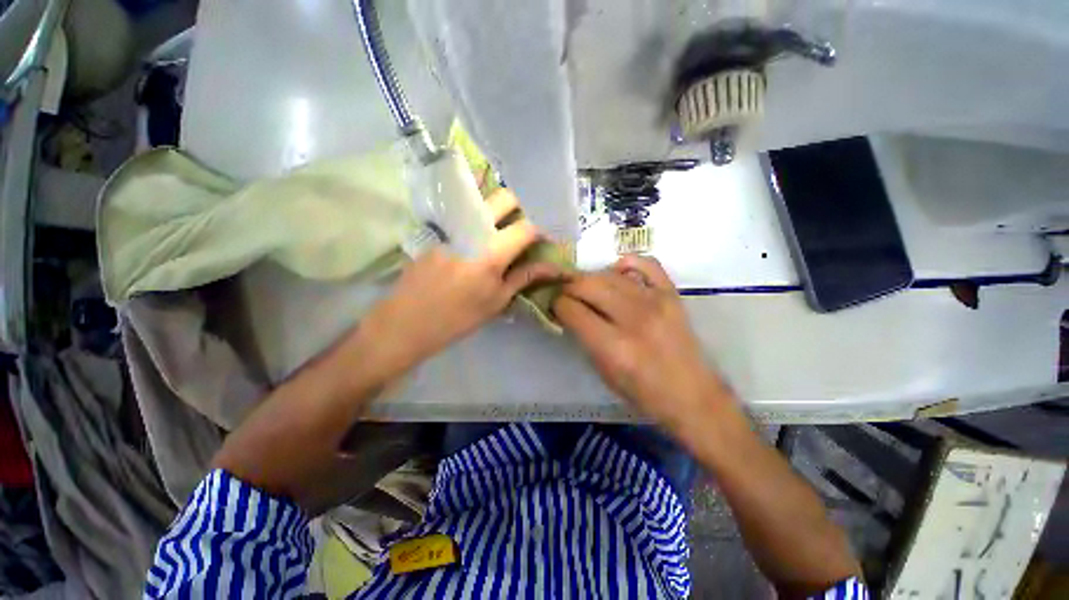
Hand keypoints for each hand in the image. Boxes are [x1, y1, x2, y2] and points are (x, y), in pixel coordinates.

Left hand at [359, 189, 562, 374]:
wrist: (406, 322)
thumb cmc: (458, 318)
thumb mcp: (497, 301)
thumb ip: (525, 277)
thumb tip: (554, 267)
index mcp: (490, 251)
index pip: (526, 226)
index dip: (543, 229)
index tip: (549, 238)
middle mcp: (471, 230)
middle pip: (503, 198)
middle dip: (522, 206)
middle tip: (528, 226)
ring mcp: (451, 227)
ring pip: (482, 204)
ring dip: (500, 211)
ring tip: (507, 232)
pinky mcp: (438, 231)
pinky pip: (466, 217)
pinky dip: (481, 222)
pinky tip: (480, 241)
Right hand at [554, 256, 729, 430]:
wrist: (692, 396)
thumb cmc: (643, 393)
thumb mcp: (603, 371)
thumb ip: (583, 337)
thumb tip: (567, 311)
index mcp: (613, 346)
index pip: (571, 309)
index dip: (556, 305)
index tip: (554, 306)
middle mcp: (633, 318)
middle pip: (587, 285)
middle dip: (568, 287)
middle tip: (566, 295)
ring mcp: (655, 302)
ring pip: (609, 274)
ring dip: (591, 279)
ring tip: (587, 288)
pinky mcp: (671, 294)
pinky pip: (646, 264)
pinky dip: (626, 264)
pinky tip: (617, 273)